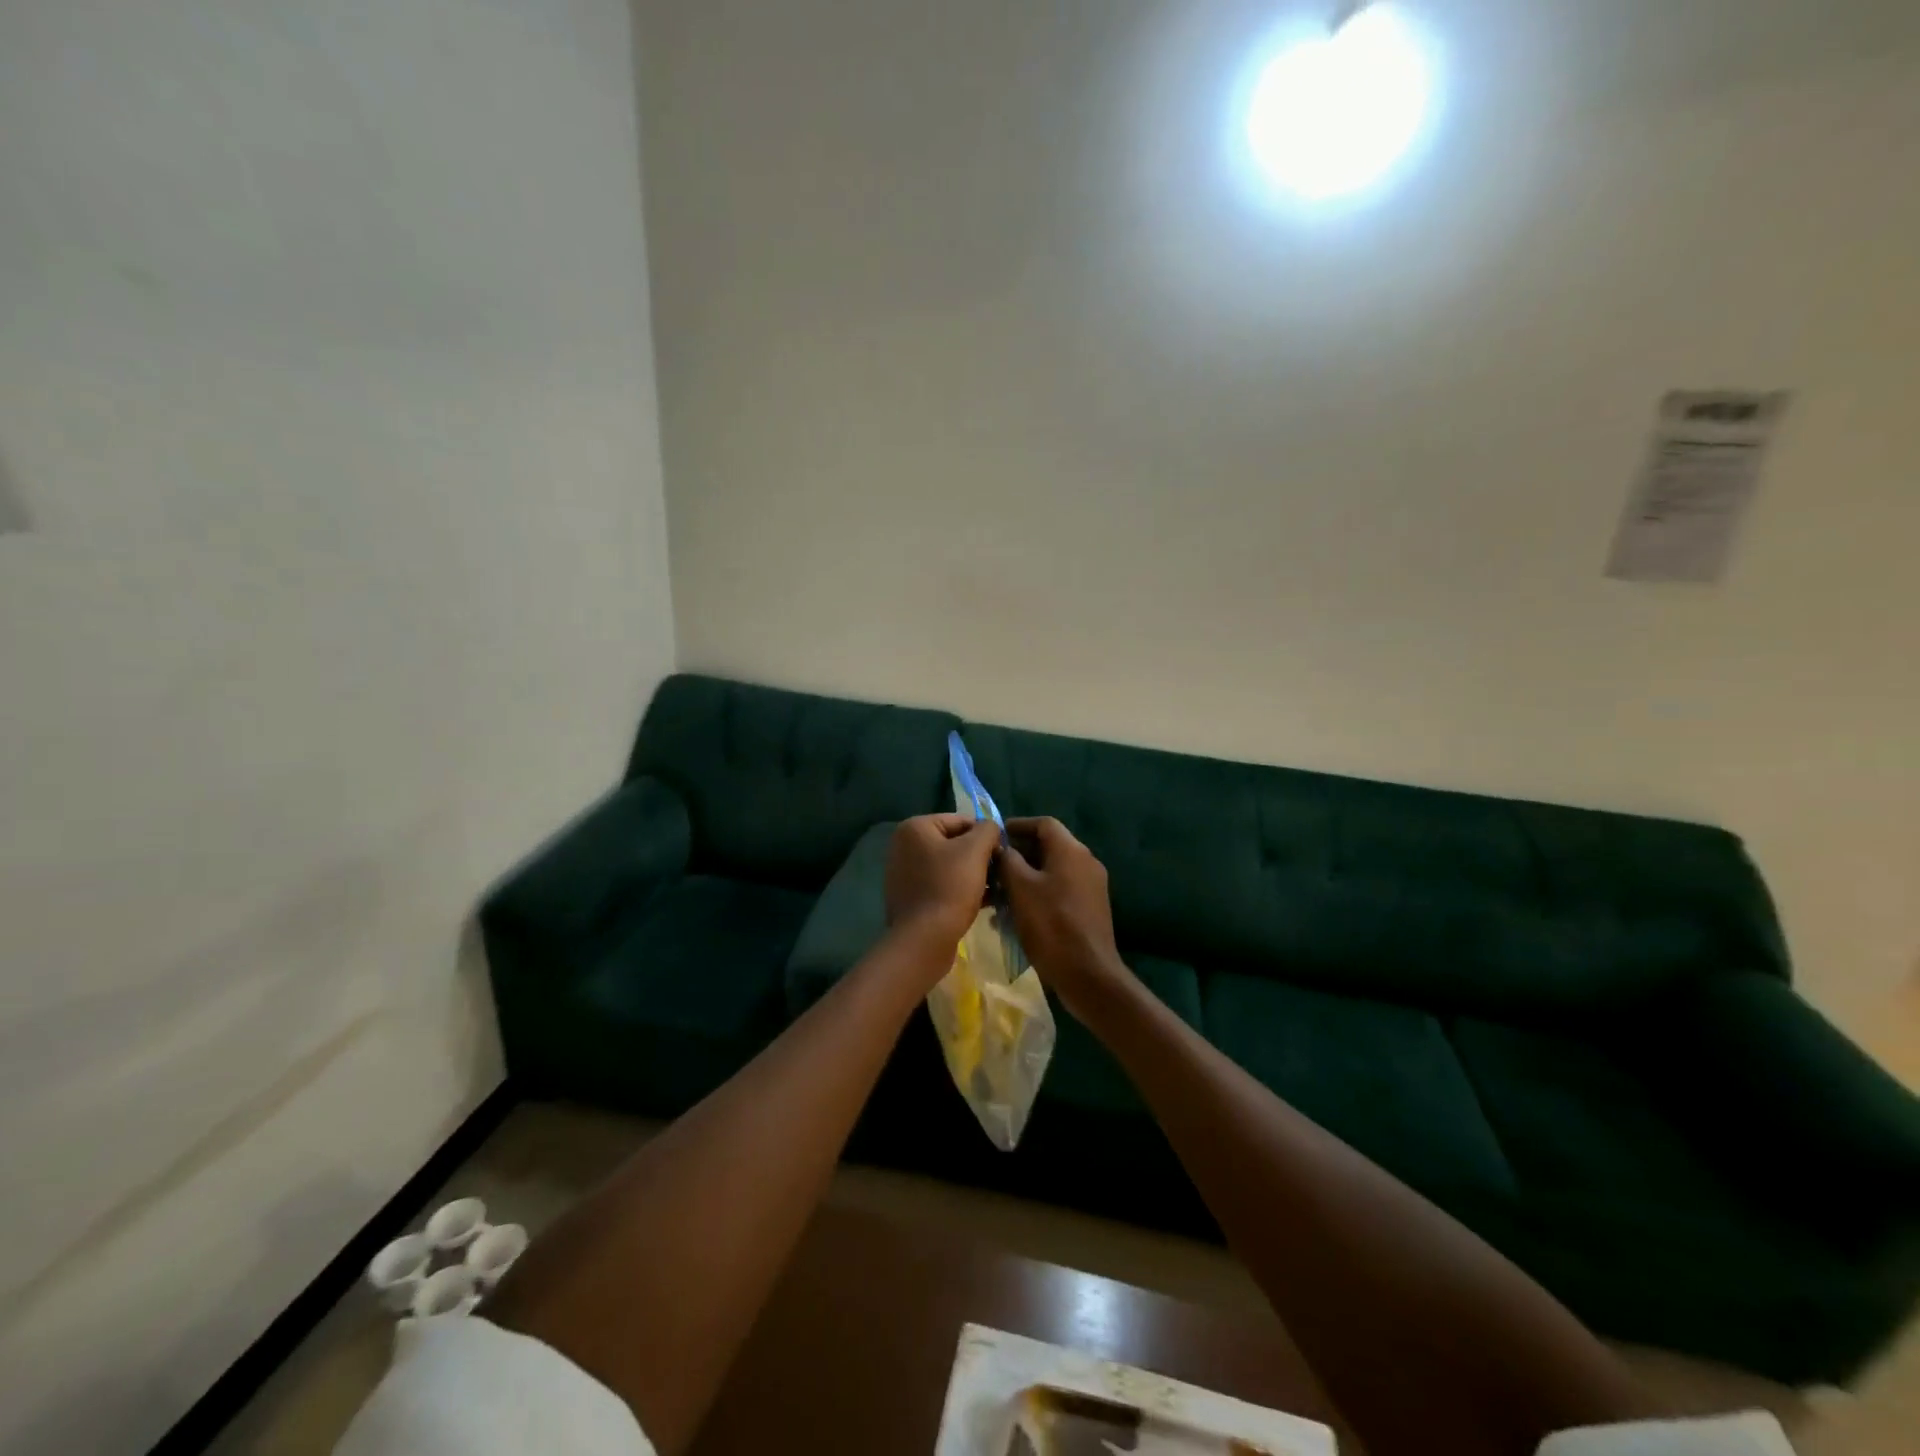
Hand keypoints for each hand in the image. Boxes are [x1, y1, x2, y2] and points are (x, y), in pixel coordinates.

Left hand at [884, 814, 999, 953]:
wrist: (925, 939)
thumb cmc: (950, 887)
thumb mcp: (975, 850)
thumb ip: (988, 830)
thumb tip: (991, 829)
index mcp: (914, 828)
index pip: (961, 821)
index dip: (986, 836)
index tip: (1003, 855)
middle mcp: (904, 846)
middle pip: (955, 844)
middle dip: (980, 857)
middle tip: (1001, 874)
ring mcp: (904, 873)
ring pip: (950, 866)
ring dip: (974, 875)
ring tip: (997, 889)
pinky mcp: (910, 897)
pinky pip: (941, 885)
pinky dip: (961, 889)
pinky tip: (984, 902)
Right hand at [1000, 817, 1127, 1015]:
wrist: (1088, 974)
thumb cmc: (1051, 925)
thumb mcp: (1020, 888)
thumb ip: (1007, 860)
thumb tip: (999, 846)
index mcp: (1071, 851)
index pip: (1043, 823)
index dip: (1017, 826)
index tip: (994, 837)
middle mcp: (1085, 862)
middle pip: (1048, 847)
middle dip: (1018, 855)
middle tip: (991, 868)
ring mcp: (1090, 886)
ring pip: (1051, 871)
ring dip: (1024, 878)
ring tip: (998, 894)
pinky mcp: (1089, 908)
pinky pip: (1059, 890)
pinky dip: (1037, 894)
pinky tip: (1016, 915)